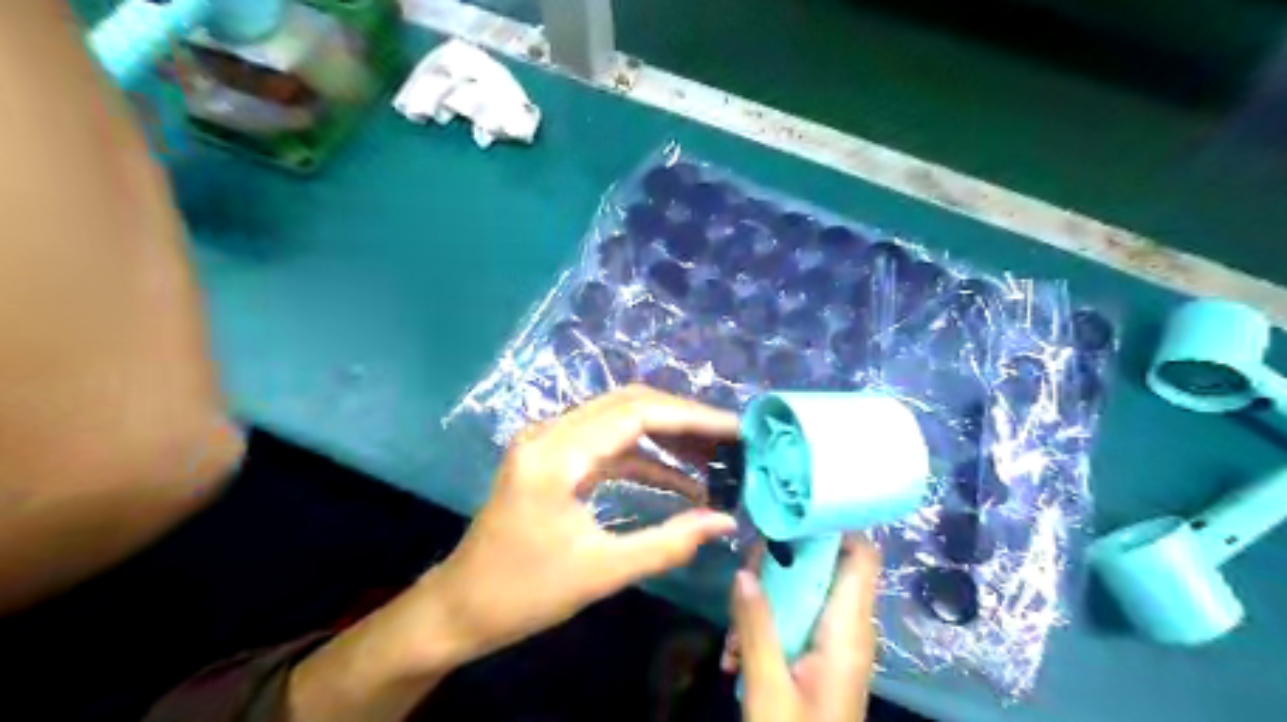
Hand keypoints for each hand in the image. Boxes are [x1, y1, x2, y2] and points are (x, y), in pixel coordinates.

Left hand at [430, 387, 738, 662]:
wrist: (460, 606)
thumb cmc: (524, 593)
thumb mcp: (601, 572)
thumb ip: (669, 543)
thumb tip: (725, 523)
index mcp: (556, 455)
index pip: (636, 413)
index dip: (691, 417)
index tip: (735, 429)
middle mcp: (550, 433)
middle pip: (629, 403)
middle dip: (683, 419)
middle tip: (730, 440)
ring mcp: (548, 441)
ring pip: (619, 419)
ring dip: (666, 435)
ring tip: (714, 457)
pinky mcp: (553, 457)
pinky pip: (607, 444)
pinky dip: (644, 457)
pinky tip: (680, 480)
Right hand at [728, 538, 878, 718]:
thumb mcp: (768, 687)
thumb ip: (756, 627)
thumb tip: (742, 573)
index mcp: (848, 630)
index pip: (861, 555)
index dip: (832, 526)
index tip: (789, 515)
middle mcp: (850, 630)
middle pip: (824, 570)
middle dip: (781, 565)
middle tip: (744, 571)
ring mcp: (837, 645)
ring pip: (804, 597)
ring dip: (766, 602)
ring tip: (732, 631)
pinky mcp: (823, 660)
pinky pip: (798, 623)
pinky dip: (769, 628)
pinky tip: (737, 655)